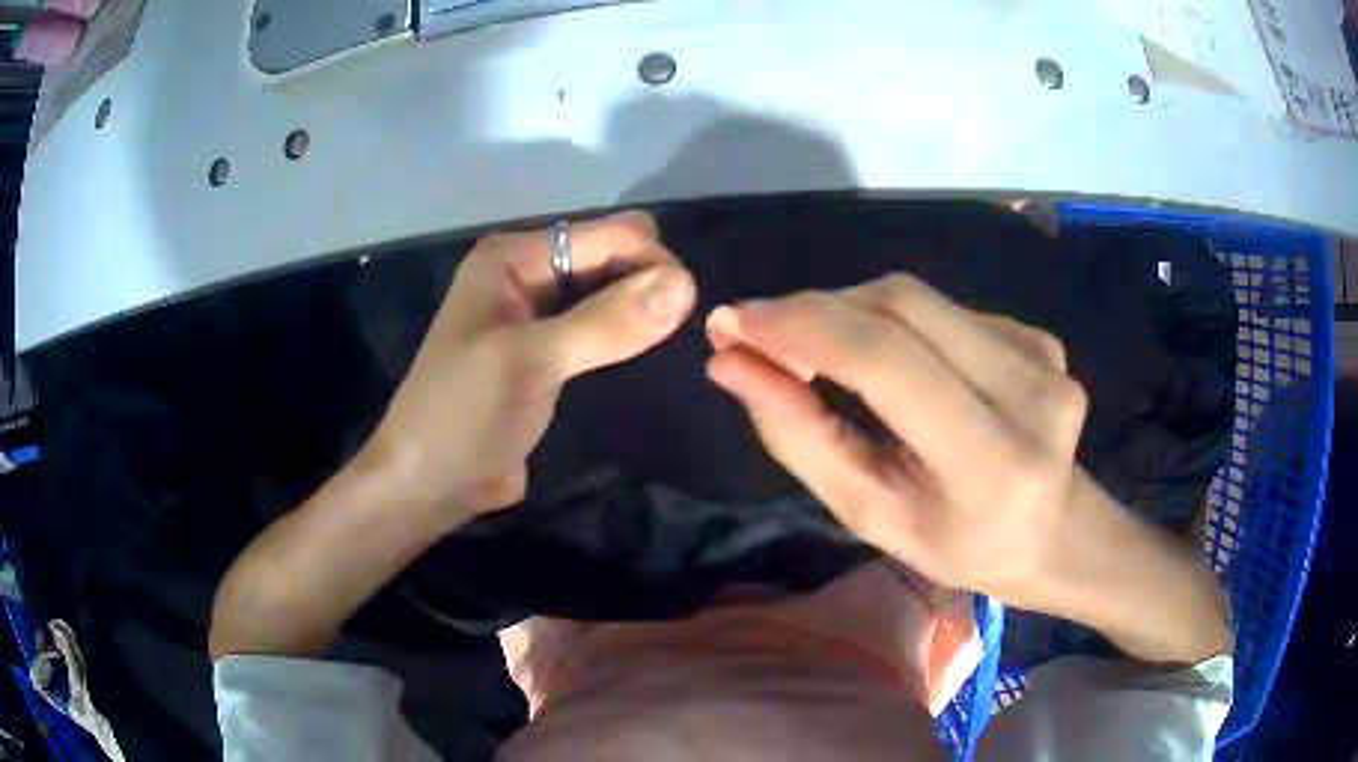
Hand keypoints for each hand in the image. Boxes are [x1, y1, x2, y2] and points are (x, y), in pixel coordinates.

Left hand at [366, 211, 695, 517]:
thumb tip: (686, 285)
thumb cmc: (462, 415)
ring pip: (609, 293)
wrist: (429, 483)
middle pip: (609, 258)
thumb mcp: (529, 363)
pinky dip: (626, 334)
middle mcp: (526, 274)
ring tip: (671, 337)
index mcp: (512, 257)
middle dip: (646, 282)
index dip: (648, 261)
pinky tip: (646, 350)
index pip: (603, 236)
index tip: (685, 305)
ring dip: (641, 309)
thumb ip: (605, 323)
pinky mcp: (549, 353)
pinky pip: (600, 327)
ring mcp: (537, 315)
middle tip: (676, 326)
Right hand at [705, 273, 1088, 603]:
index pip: (886, 361)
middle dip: (818, 311)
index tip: (733, 323)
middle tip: (765, 336)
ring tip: (822, 352)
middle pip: (900, 306)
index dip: (802, 327)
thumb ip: (801, 437)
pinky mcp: (1040, 336)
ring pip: (918, 298)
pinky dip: (898, 323)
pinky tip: (899, 363)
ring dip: (852, 314)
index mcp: (989, 463)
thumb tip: (730, 361)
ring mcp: (1042, 356)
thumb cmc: (955, 543)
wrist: (1051, 530)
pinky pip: (945, 309)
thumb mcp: (869, 513)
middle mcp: (1029, 394)